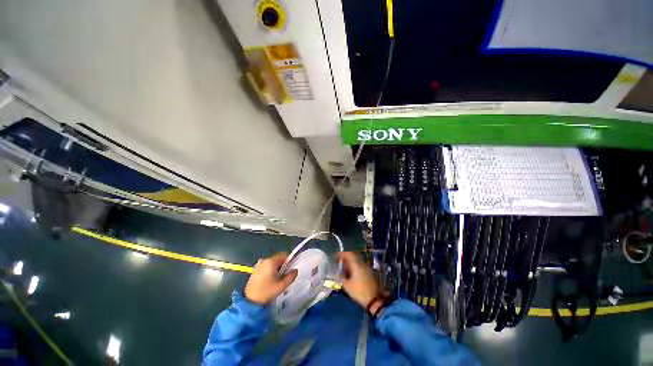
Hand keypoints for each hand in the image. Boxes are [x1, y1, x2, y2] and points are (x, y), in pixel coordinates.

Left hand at [244, 253, 297, 304]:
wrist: (250, 302)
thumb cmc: (267, 292)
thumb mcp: (282, 286)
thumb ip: (291, 276)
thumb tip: (295, 270)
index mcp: (271, 261)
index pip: (285, 255)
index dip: (290, 261)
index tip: (290, 270)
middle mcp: (264, 260)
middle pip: (278, 258)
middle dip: (283, 266)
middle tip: (284, 277)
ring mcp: (259, 264)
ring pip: (273, 263)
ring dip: (277, 269)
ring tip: (277, 280)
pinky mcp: (255, 270)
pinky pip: (267, 266)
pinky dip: (270, 270)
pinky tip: (270, 281)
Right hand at [337, 252, 384, 309]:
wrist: (373, 300)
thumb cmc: (359, 291)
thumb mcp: (347, 286)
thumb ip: (340, 278)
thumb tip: (334, 274)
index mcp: (356, 264)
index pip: (348, 254)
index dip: (341, 254)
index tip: (335, 256)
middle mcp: (362, 264)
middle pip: (352, 256)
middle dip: (345, 258)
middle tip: (339, 262)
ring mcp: (366, 268)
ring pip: (356, 261)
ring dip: (349, 262)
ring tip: (343, 268)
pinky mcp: (368, 273)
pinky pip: (359, 265)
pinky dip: (354, 267)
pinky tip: (350, 273)